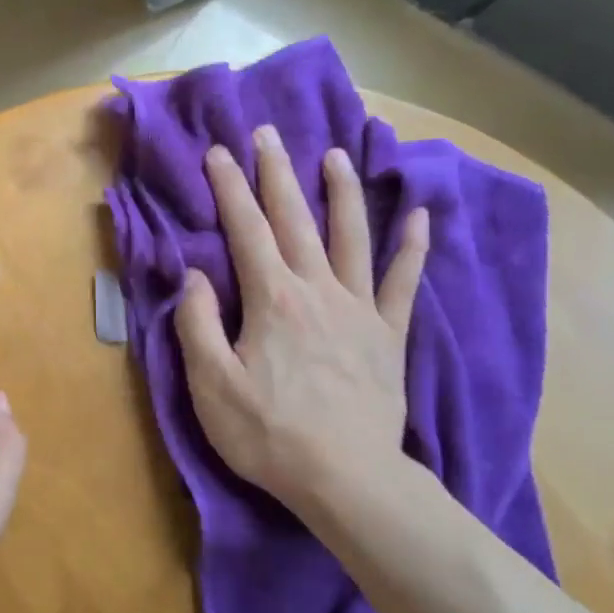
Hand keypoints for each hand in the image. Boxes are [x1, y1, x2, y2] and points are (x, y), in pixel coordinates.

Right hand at [175, 125, 429, 523]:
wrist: (346, 479)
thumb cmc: (269, 434)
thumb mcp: (210, 385)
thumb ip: (197, 324)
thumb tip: (193, 274)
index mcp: (272, 300)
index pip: (246, 229)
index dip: (230, 188)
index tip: (219, 152)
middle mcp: (317, 289)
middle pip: (295, 219)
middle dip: (277, 173)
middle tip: (268, 134)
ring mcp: (359, 309)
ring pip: (351, 237)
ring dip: (341, 193)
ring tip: (334, 156)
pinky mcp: (388, 334)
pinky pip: (403, 282)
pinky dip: (412, 247)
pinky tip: (419, 216)